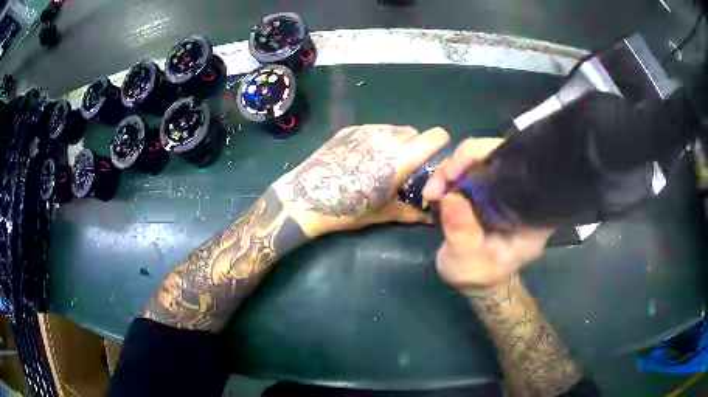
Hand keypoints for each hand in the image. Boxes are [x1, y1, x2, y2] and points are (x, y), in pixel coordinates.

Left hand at [272, 125, 449, 236]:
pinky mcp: (350, 129)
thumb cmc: (348, 209)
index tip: (434, 155)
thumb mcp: (383, 213)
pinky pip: (374, 129)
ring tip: (379, 162)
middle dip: (414, 147)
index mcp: (401, 159)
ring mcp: (367, 130)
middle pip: (414, 133)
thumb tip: (431, 217)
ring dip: (395, 142)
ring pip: (393, 130)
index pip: (435, 136)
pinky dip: (376, 140)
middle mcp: (387, 138)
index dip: (440, 143)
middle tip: (402, 167)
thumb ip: (412, 212)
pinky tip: (361, 158)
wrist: (305, 198)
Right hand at [422, 138, 552, 293]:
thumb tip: (450, 196)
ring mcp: (500, 187)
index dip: (489, 156)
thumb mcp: (469, 259)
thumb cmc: (479, 274)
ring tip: (431, 194)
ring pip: (476, 160)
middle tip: (438, 185)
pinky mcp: (484, 187)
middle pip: (495, 155)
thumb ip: (462, 232)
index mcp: (531, 209)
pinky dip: (446, 177)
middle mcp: (519, 191)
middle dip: (462, 162)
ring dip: (448, 171)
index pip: (519, 167)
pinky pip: (465, 170)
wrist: (475, 280)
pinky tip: (434, 193)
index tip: (458, 171)